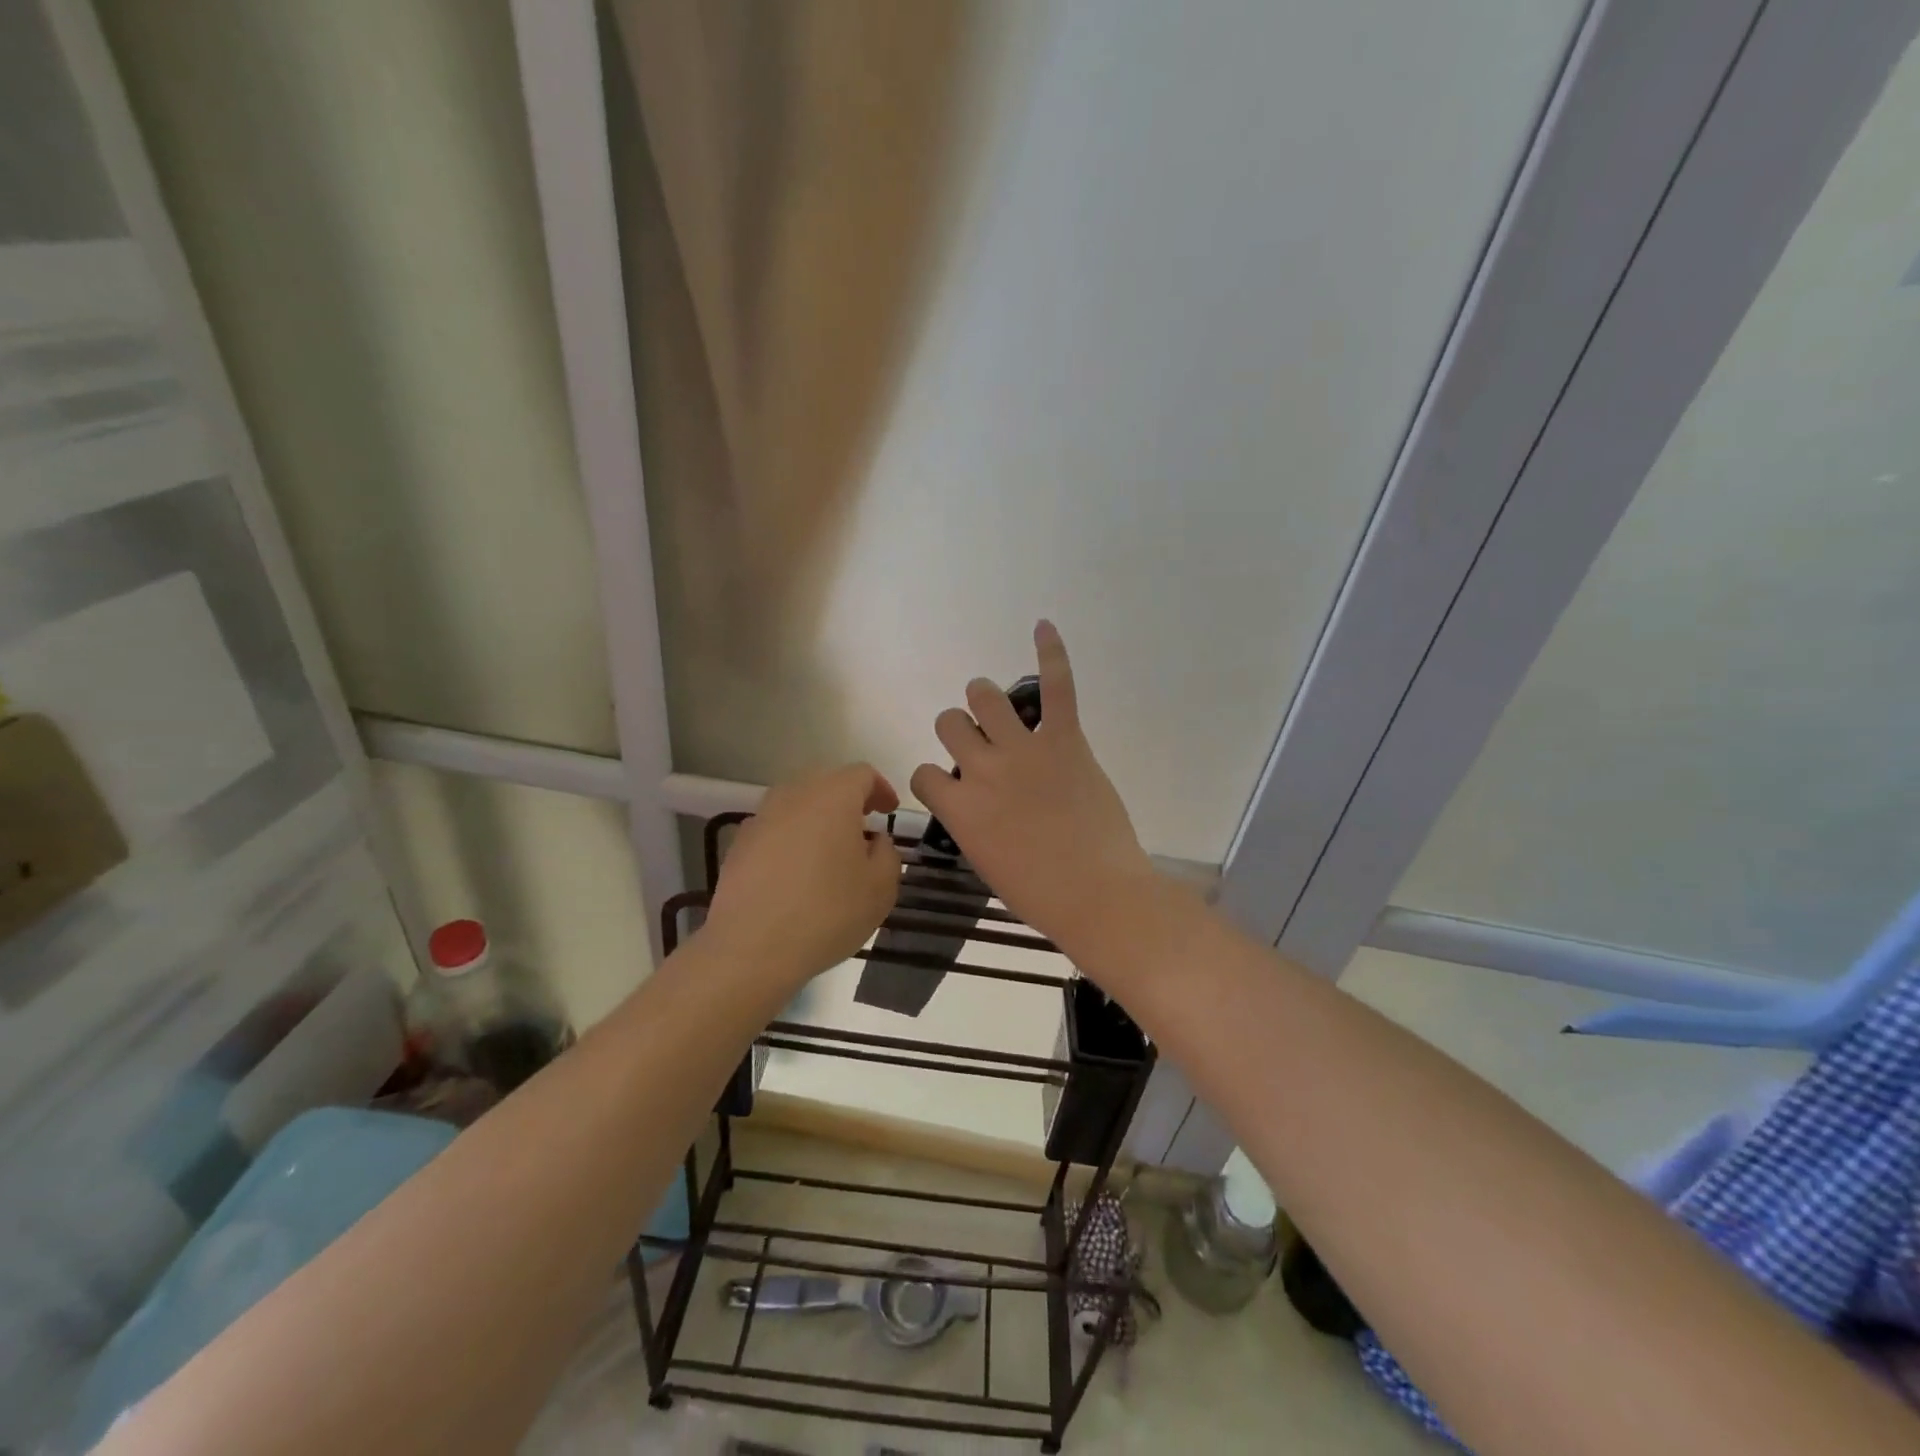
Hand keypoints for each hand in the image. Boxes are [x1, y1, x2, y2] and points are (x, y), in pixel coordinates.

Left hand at [705, 764, 901, 986]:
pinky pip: (775, 828)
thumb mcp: (880, 888)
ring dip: (818, 819)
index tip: (890, 812)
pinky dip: (792, 839)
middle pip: (827, 783)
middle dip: (849, 800)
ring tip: (830, 852)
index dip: (881, 789)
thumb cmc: (827, 912)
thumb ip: (888, 854)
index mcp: (833, 796)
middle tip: (863, 829)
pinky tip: (797, 873)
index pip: (862, 774)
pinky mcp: (739, 844)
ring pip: (798, 804)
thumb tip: (875, 840)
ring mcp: (761, 818)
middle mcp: (794, 795)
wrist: (751, 948)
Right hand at [909, 622, 1157, 956]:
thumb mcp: (987, 863)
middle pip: (950, 723)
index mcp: (959, 809)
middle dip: (959, 731)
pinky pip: (1056, 687)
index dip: (935, 778)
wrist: (1098, 895)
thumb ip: (973, 824)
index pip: (923, 773)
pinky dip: (1051, 654)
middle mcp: (982, 770)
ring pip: (985, 696)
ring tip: (997, 707)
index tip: (952, 787)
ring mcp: (1023, 750)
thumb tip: (977, 805)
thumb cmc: (1040, 894)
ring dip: (985, 699)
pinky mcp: (1065, 740)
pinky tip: (1043, 626)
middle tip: (981, 745)